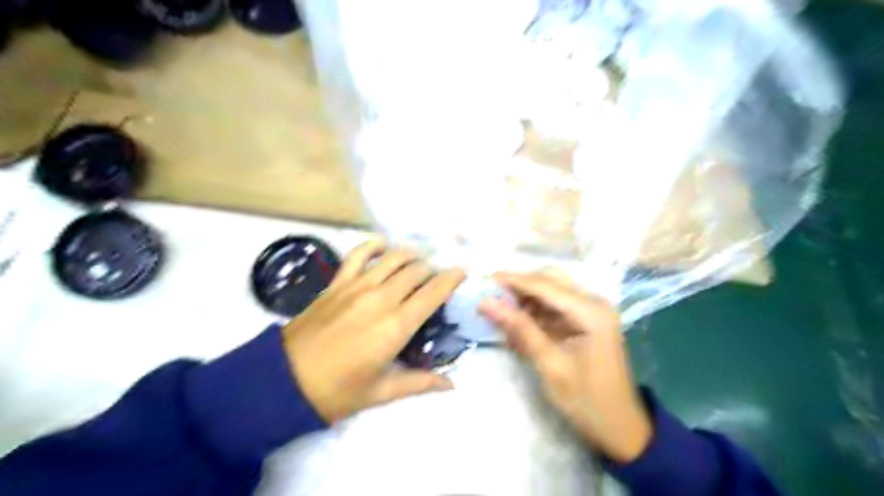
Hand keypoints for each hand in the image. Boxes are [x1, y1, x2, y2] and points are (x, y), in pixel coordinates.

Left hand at [283, 240, 464, 422]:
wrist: (283, 381)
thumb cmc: (337, 391)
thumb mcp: (382, 392)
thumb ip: (420, 383)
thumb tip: (452, 385)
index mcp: (396, 326)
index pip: (433, 292)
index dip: (452, 278)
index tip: (462, 272)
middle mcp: (381, 298)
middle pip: (416, 271)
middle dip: (433, 269)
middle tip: (439, 275)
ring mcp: (357, 286)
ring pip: (393, 258)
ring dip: (411, 255)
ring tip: (419, 260)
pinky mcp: (337, 283)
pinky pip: (358, 254)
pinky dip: (374, 246)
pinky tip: (383, 246)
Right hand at [481, 272, 650, 464]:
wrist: (619, 427)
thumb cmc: (586, 400)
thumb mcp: (549, 365)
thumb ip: (519, 328)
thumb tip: (486, 302)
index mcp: (591, 312)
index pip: (545, 284)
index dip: (512, 280)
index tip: (483, 281)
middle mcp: (593, 302)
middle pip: (549, 279)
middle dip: (518, 285)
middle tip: (490, 295)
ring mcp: (591, 310)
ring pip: (550, 290)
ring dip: (525, 297)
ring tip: (500, 310)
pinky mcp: (585, 320)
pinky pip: (554, 305)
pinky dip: (534, 311)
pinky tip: (517, 323)